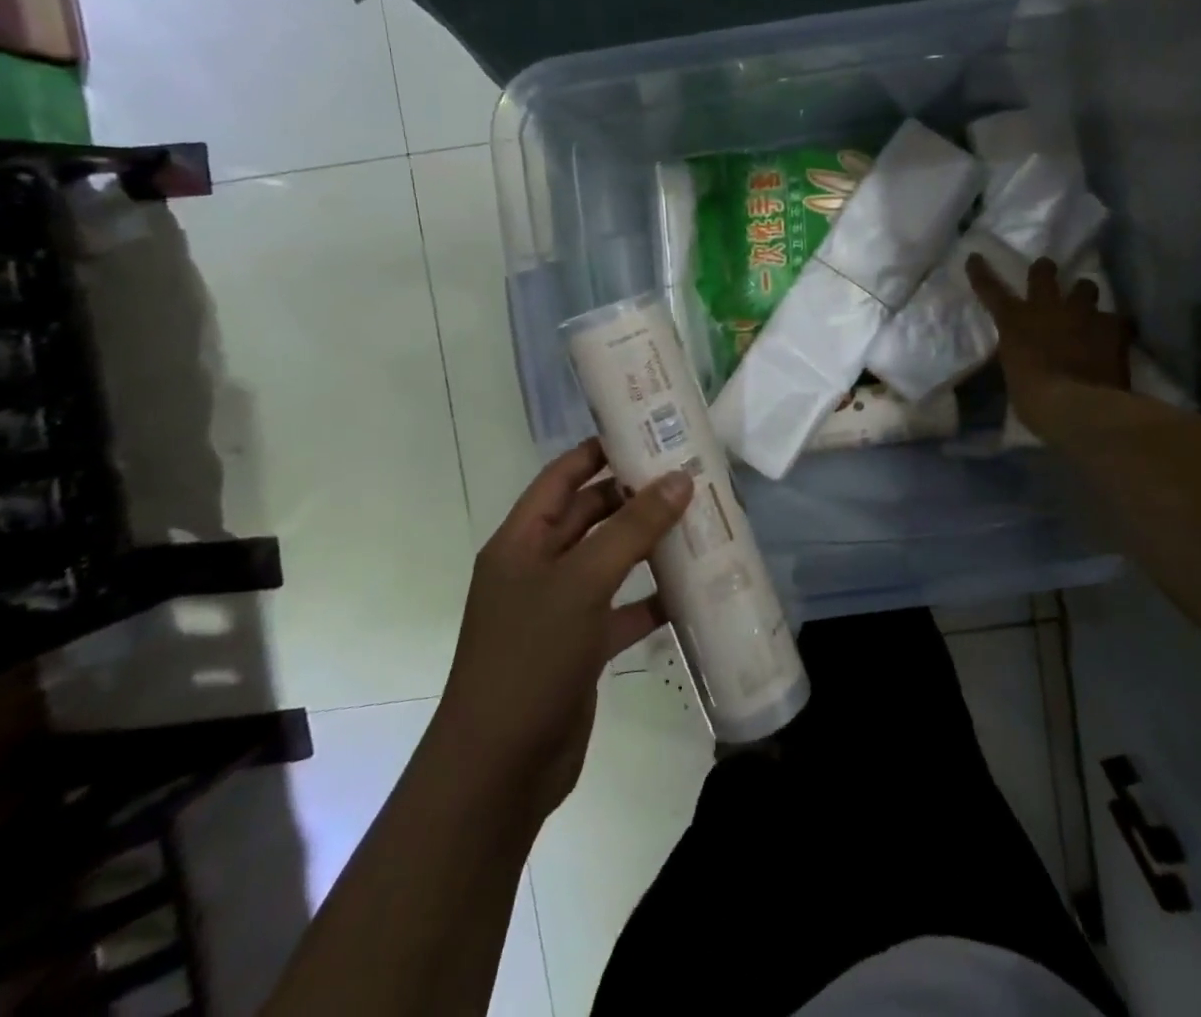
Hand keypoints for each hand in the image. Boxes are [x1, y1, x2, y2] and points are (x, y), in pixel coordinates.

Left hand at [442, 440, 690, 821]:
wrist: (500, 769)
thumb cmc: (530, 657)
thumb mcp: (583, 582)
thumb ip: (633, 528)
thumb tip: (680, 478)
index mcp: (522, 541)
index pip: (563, 477)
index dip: (600, 451)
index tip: (649, 432)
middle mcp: (538, 567)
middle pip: (590, 516)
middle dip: (635, 497)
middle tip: (690, 476)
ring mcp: (560, 609)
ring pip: (610, 561)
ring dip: (648, 545)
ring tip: (700, 522)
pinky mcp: (581, 647)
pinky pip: (622, 609)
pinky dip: (652, 598)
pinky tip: (692, 590)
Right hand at [967, 255, 1132, 440]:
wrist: (1076, 406)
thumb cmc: (1033, 399)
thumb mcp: (1015, 374)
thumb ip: (1020, 356)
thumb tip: (1024, 355)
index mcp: (1015, 322)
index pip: (991, 290)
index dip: (981, 272)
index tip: (975, 257)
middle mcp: (1047, 308)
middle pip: (1043, 273)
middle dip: (1044, 270)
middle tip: (1047, 271)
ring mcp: (1082, 314)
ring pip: (1085, 286)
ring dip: (1084, 294)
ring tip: (1087, 305)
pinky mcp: (1113, 327)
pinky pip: (1119, 319)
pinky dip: (1117, 327)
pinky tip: (1119, 336)